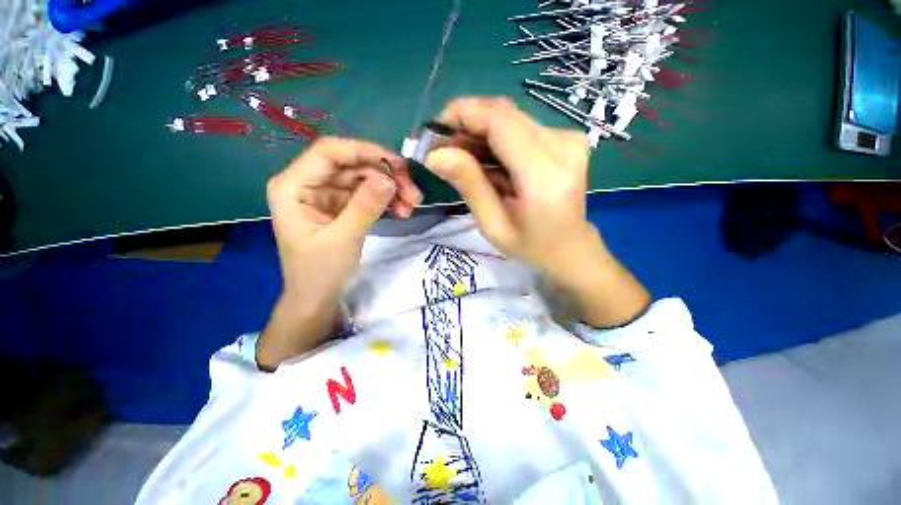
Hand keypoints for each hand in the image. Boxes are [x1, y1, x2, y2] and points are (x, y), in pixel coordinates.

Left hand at [259, 138, 421, 368]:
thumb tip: (389, 179)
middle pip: (351, 165)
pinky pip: (366, 194)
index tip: (398, 165)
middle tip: (412, 192)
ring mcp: (326, 195)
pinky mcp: (341, 206)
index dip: (365, 152)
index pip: (329, 152)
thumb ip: (366, 206)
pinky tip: (401, 210)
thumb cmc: (320, 272)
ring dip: (390, 189)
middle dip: (385, 175)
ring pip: (363, 179)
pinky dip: (385, 200)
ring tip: (411, 205)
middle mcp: (308, 183)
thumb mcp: (344, 239)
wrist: (317, 298)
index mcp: (293, 186)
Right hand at [423, 97, 593, 277]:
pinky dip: (496, 137)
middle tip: (443, 147)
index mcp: (545, 177)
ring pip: (510, 117)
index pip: (500, 122)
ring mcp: (569, 139)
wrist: (570, 247)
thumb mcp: (493, 225)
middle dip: (466, 122)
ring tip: (461, 156)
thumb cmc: (530, 245)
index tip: (434, 131)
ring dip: (479, 130)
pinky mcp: (566, 138)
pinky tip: (486, 159)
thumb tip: (434, 154)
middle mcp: (563, 147)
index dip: (463, 114)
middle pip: (504, 113)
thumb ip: (469, 185)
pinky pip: (520, 126)